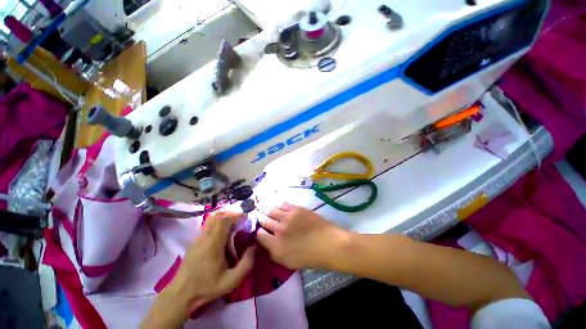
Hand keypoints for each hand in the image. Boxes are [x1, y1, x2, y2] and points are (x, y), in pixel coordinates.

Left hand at [142, 211, 254, 327]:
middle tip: (242, 219)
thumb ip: (247, 263)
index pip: (224, 219)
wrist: (181, 294)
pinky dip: (219, 221)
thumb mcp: (232, 280)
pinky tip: (224, 231)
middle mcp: (205, 236)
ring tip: (235, 223)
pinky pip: (209, 223)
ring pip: (212, 217)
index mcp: (214, 243)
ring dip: (225, 216)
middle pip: (218, 214)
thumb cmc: (207, 287)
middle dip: (232, 213)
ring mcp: (198, 237)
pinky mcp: (196, 239)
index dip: (237, 214)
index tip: (247, 217)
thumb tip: (254, 245)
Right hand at [256, 203, 349, 269]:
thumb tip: (267, 241)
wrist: (329, 244)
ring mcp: (288, 217)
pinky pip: (282, 204)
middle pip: (263, 220)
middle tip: (261, 218)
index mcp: (276, 246)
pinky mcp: (296, 208)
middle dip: (261, 219)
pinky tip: (278, 206)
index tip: (261, 231)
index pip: (258, 235)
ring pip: (271, 210)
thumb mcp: (288, 262)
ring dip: (268, 211)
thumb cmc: (310, 257)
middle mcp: (279, 230)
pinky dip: (278, 205)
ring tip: (269, 211)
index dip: (258, 232)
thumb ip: (274, 252)